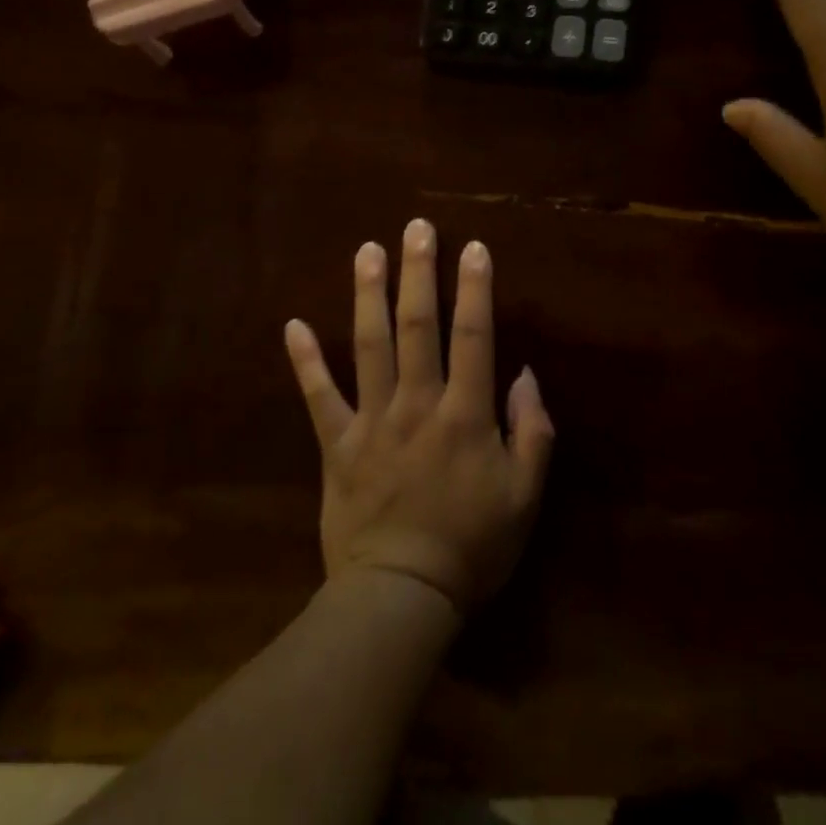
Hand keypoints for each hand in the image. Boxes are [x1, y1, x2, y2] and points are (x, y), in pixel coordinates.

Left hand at [283, 220, 553, 613]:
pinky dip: (306, 361)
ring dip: (369, 295)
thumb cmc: (472, 546)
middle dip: (418, 273)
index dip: (475, 289)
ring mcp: (372, 420)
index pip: (473, 337)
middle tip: (415, 228)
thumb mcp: (525, 496)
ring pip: (370, 346)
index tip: (473, 247)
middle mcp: (417, 404)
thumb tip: (525, 376)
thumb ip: (533, 432)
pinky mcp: (337, 444)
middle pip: (418, 326)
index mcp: (464, 415)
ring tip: (366, 250)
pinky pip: (318, 397)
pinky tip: (293, 324)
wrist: (401, 596)